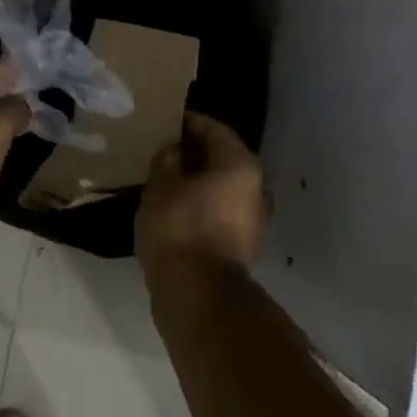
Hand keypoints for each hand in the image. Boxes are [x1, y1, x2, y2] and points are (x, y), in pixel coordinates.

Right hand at [136, 112, 266, 276]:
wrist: (197, 295)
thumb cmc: (179, 228)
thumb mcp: (161, 185)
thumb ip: (167, 159)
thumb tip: (174, 149)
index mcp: (240, 164)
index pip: (214, 129)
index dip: (188, 122)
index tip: (165, 122)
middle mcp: (255, 187)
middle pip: (222, 158)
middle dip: (193, 153)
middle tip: (161, 150)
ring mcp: (253, 219)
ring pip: (221, 187)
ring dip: (196, 181)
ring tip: (164, 180)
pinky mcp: (243, 245)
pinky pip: (219, 211)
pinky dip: (200, 205)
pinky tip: (174, 209)